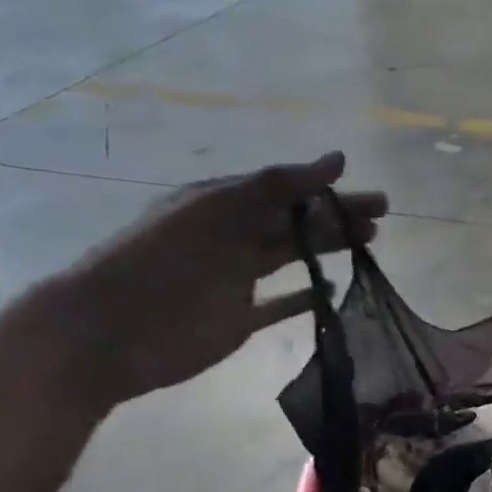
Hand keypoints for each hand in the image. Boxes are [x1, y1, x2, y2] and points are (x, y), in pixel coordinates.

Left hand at [44, 152, 386, 408]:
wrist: (109, 332)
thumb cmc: (161, 262)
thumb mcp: (216, 210)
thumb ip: (276, 185)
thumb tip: (338, 159)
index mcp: (224, 203)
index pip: (286, 190)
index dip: (328, 190)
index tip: (371, 196)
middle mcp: (233, 236)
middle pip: (295, 222)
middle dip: (338, 217)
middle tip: (382, 218)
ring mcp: (236, 279)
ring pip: (292, 257)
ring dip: (328, 249)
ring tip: (370, 245)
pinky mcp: (238, 318)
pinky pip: (279, 304)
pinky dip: (305, 297)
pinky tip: (331, 290)